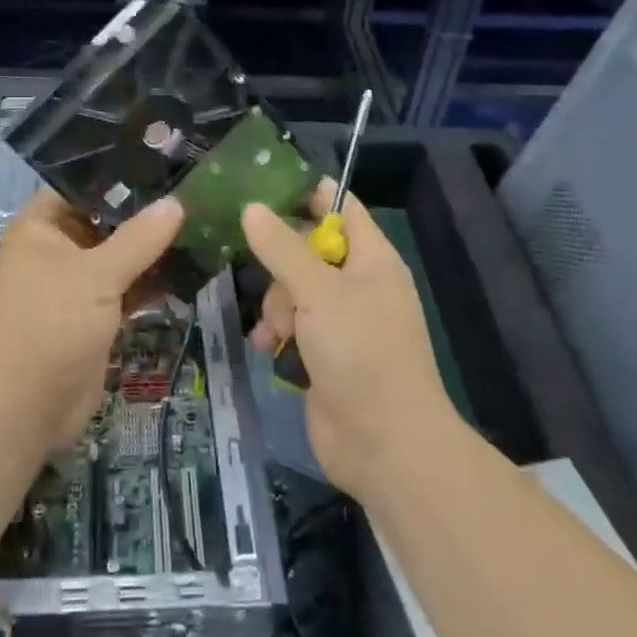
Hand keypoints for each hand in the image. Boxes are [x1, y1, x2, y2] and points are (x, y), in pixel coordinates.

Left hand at [0, 189, 183, 453]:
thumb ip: (139, 238)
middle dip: (145, 212)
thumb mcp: (96, 276)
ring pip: (119, 255)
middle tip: (196, 192)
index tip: (167, 161)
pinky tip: (191, 268)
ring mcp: (74, 284)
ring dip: (153, 249)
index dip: (121, 174)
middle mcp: (55, 249)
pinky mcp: (92, 315)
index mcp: (40, 227)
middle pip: (105, 220)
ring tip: (203, 224)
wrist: (23, 412)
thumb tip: (177, 203)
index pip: (82, 184)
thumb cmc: (49, 327)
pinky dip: (151, 282)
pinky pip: (125, 287)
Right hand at [243, 182, 454, 502]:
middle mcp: (359, 284)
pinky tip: (268, 349)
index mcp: (372, 258)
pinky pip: (292, 326)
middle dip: (279, 263)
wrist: (386, 447)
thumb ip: (282, 247)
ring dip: (276, 306)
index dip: (304, 193)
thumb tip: (251, 207)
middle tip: (264, 275)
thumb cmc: (361, 353)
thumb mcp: (318, 292)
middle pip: (307, 248)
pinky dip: (278, 334)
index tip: (259, 189)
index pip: (339, 206)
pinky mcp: (326, 354)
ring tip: (276, 332)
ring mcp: (342, 322)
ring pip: (293, 289)